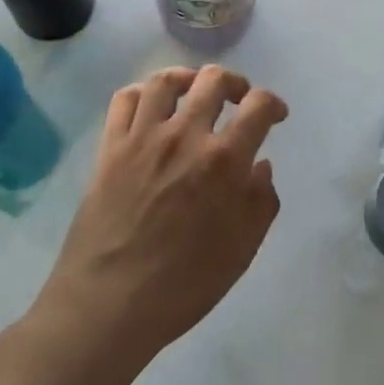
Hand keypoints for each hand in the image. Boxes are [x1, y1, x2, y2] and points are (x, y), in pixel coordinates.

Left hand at [47, 66, 287, 363]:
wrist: (108, 305)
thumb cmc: (183, 285)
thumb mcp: (242, 250)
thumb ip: (261, 201)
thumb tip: (260, 166)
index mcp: (224, 160)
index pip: (258, 105)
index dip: (273, 103)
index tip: (275, 115)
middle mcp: (184, 136)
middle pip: (213, 80)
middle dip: (235, 83)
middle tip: (238, 100)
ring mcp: (142, 138)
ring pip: (166, 80)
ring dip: (189, 78)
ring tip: (195, 92)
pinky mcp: (109, 148)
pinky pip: (125, 100)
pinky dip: (143, 93)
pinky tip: (153, 107)